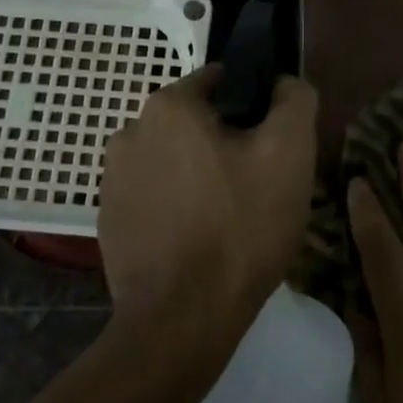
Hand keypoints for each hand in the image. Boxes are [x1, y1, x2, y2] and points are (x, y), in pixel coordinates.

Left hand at [98, 65, 317, 353]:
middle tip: (257, 186)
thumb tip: (283, 83)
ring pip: (175, 160)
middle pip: (196, 123)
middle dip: (227, 144)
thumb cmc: (240, 227)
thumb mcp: (290, 154)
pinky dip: (177, 206)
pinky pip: (155, 196)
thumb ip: (294, 101)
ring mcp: (112, 179)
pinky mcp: (108, 220)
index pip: (221, 82)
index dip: (255, 108)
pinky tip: (198, 240)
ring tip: (229, 218)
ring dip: (200, 175)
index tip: (272, 145)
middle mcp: (129, 131)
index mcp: (168, 106)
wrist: (181, 321)